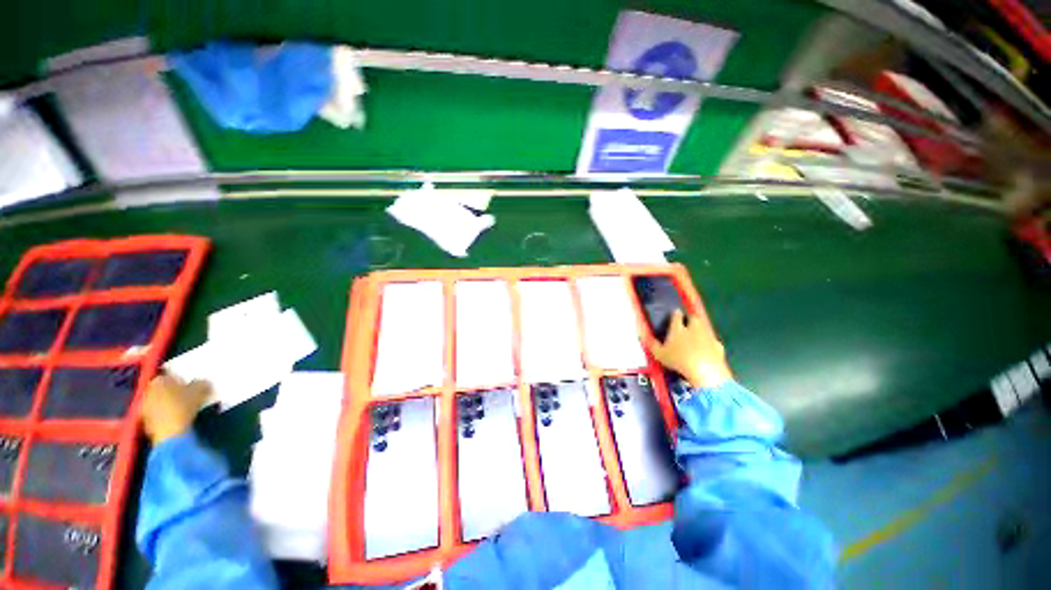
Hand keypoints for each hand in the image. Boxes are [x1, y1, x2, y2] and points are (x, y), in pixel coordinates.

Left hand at [140, 374, 210, 443]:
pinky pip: (158, 414)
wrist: (171, 433)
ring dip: (170, 404)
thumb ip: (202, 383)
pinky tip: (178, 419)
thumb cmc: (184, 406)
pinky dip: (167, 415)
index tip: (191, 386)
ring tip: (185, 409)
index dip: (181, 380)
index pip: (170, 376)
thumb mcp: (200, 391)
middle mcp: (148, 391)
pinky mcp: (145, 421)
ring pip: (160, 402)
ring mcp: (144, 408)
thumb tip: (203, 382)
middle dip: (174, 392)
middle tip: (188, 396)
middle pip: (163, 389)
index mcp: (159, 380)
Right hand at [650, 309, 731, 388]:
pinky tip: (707, 349)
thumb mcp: (659, 354)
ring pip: (704, 327)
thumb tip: (644, 336)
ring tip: (695, 335)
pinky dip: (710, 343)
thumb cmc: (678, 360)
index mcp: (678, 328)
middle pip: (693, 318)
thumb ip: (652, 345)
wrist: (705, 371)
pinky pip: (713, 341)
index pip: (676, 315)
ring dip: (700, 329)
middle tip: (686, 323)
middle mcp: (693, 328)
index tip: (674, 313)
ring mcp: (707, 336)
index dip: (675, 313)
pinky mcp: (718, 346)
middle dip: (690, 318)